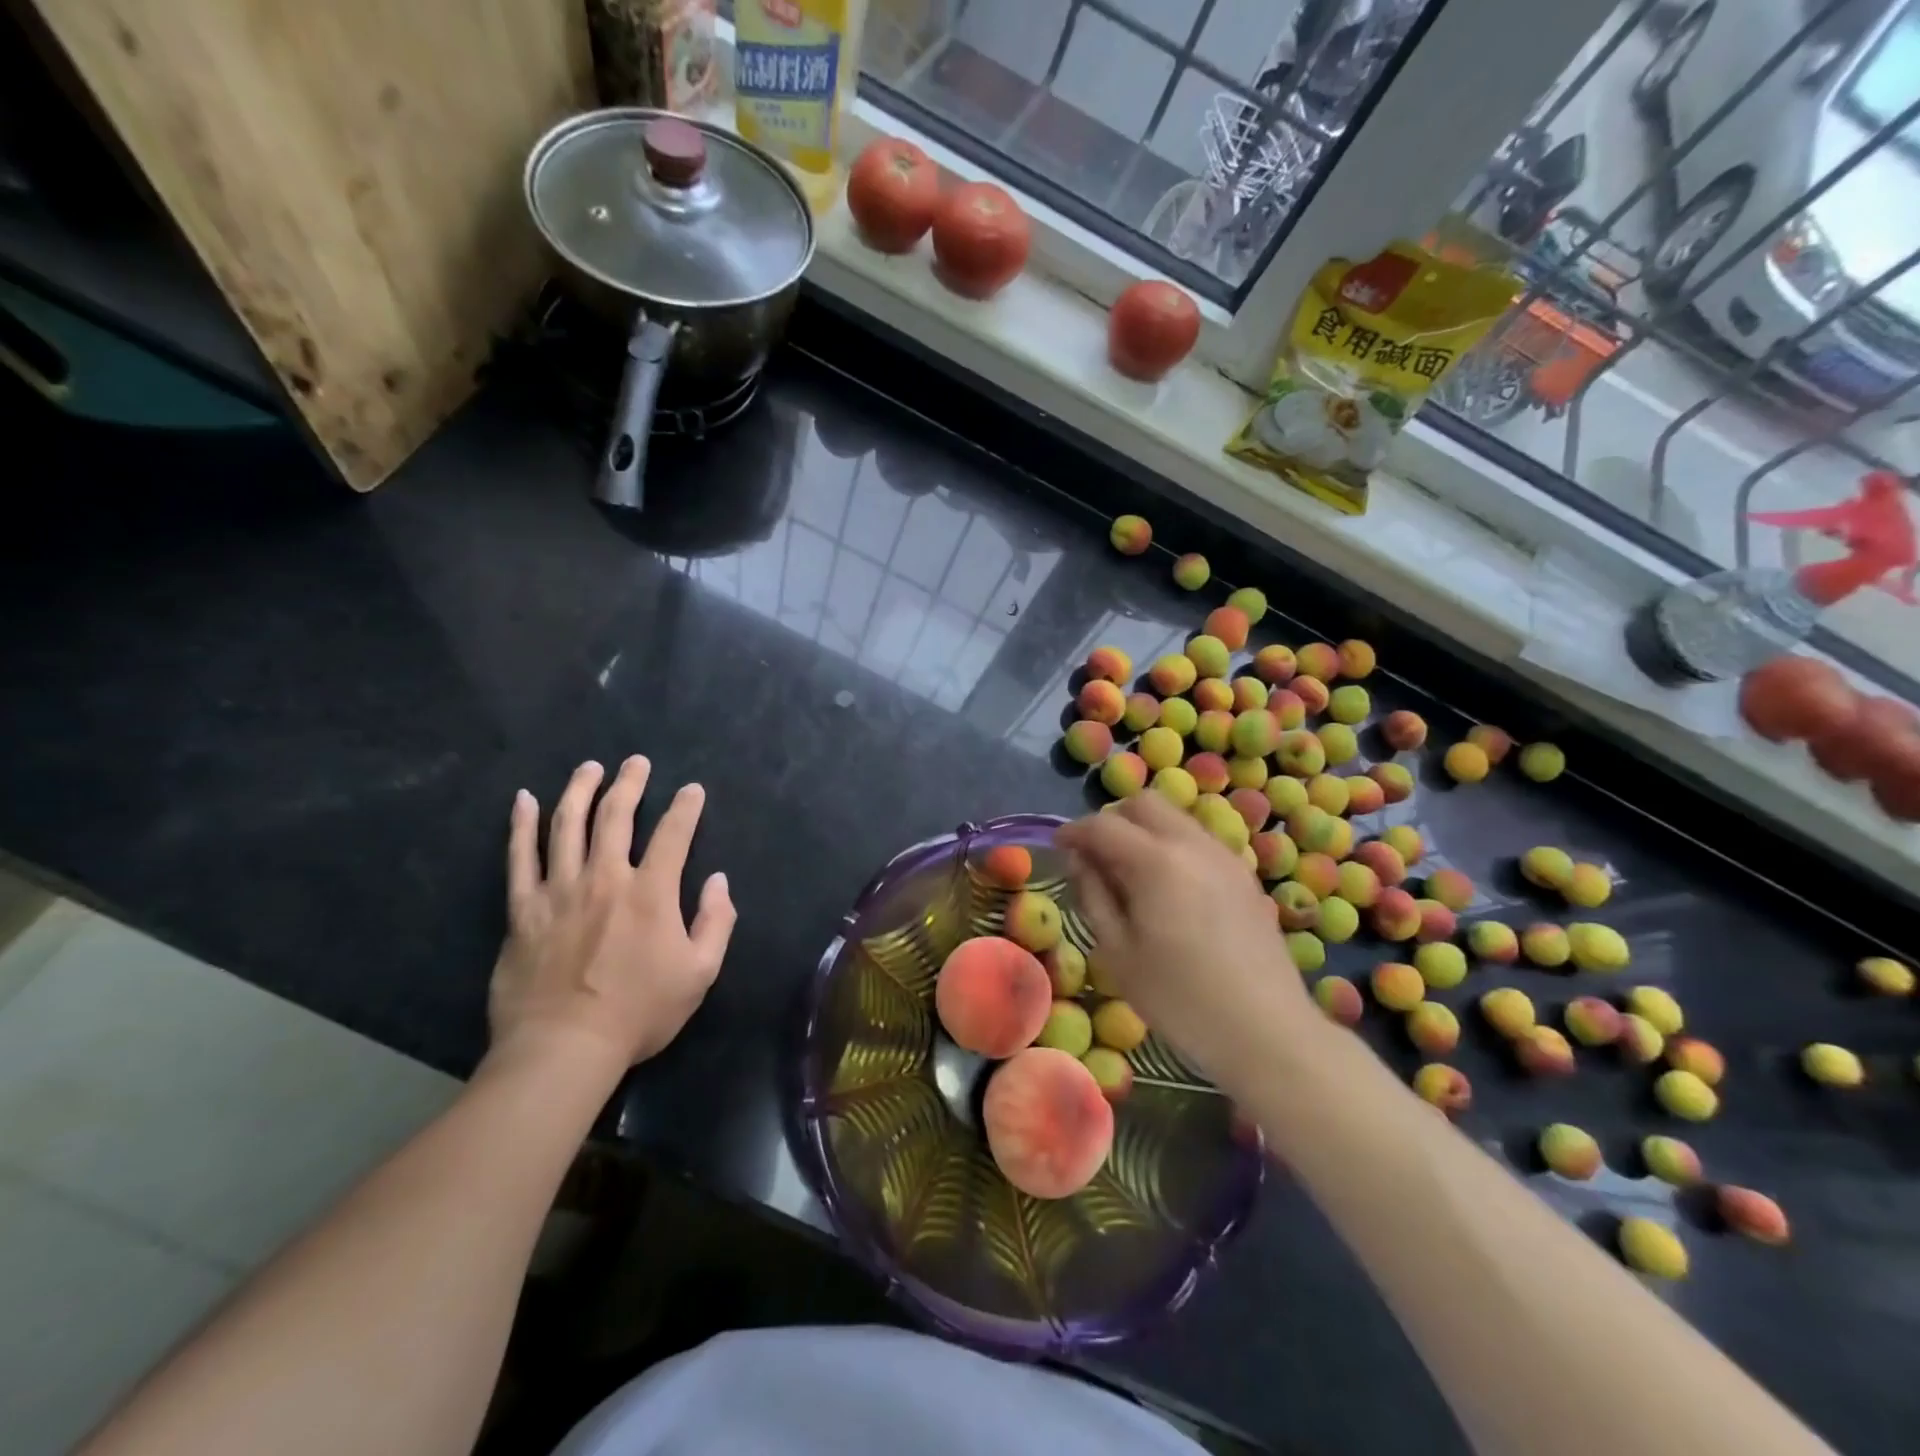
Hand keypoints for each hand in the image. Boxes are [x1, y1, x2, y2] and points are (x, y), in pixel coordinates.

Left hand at [488, 757, 735, 1079]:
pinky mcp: (523, 909)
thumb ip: (717, 921)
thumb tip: (719, 880)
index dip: (686, 808)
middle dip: (630, 783)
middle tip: (636, 762)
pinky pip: (519, 858)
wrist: (563, 1048)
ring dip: (580, 790)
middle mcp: (605, 878)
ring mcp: (559, 890)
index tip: (692, 790)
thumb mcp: (700, 973)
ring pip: (567, 825)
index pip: (674, 834)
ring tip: (589, 768)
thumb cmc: (639, 1012)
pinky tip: (523, 800)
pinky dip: (520, 825)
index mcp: (651, 892)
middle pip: (616, 816)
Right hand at [1056, 794, 1318, 1082]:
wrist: (1267, 1031)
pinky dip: (1173, 846)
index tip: (1058, 848)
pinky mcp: (1245, 876)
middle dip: (1113, 820)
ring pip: (1176, 818)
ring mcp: (1225, 857)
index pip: (1103, 825)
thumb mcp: (1118, 953)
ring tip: (1130, 873)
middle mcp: (1193, 844)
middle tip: (1096, 856)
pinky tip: (1168, 888)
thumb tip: (1080, 860)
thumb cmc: (1180, 999)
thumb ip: (1094, 896)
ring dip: (1145, 830)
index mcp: (1156, 861)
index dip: (1074, 831)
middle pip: (1145, 804)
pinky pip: (1199, 840)